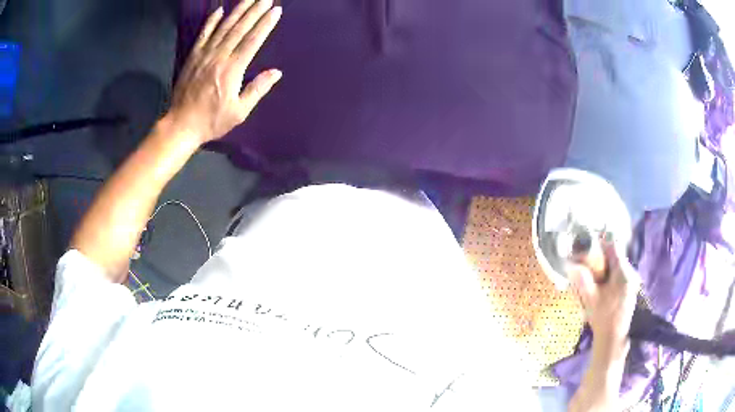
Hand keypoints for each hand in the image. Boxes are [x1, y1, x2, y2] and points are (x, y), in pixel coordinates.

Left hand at [167, 0, 282, 144]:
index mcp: (233, 69)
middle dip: (255, 11)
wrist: (181, 125)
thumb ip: (257, 89)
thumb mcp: (239, 111)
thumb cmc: (212, 121)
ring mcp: (204, 55)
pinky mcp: (193, 57)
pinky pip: (203, 35)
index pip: (253, 40)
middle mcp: (219, 56)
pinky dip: (211, 22)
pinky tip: (219, 10)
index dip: (265, 24)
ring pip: (224, 27)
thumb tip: (276, 72)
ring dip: (238, 11)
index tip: (276, 10)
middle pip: (240, 28)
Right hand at [567, 240, 639, 357]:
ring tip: (594, 280)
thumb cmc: (602, 318)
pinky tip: (602, 289)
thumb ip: (581, 279)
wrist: (613, 338)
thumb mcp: (590, 298)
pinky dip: (610, 276)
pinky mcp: (631, 288)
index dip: (600, 245)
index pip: (613, 246)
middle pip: (615, 255)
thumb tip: (569, 263)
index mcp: (623, 272)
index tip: (588, 252)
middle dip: (601, 259)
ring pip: (617, 265)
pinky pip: (620, 274)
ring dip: (605, 268)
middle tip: (588, 269)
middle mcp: (631, 272)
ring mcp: (632, 281)